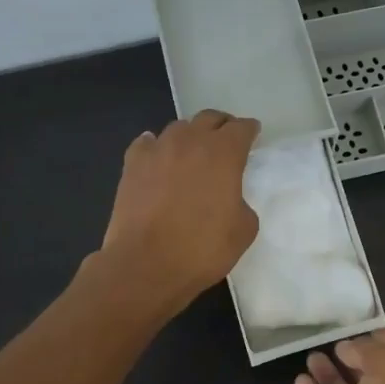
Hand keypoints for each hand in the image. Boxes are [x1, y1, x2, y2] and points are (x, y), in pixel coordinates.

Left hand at [99, 110, 260, 314]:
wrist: (146, 265)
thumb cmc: (202, 249)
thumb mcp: (243, 230)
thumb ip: (242, 203)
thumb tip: (229, 197)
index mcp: (224, 153)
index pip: (241, 128)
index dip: (249, 130)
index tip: (253, 135)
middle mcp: (190, 141)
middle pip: (209, 118)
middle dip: (222, 126)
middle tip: (227, 140)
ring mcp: (158, 150)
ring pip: (178, 128)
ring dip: (190, 136)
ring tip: (193, 152)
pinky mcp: (132, 164)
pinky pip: (148, 144)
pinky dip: (157, 146)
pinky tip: (159, 157)